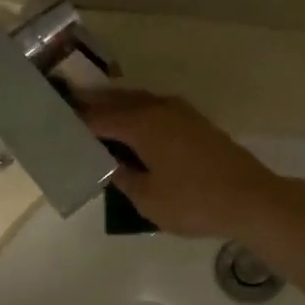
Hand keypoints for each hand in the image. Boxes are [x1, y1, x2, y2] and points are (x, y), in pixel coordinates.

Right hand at [80, 90, 287, 238]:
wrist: (251, 199)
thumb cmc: (193, 201)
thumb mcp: (147, 198)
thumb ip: (121, 177)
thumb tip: (109, 164)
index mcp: (142, 123)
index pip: (98, 118)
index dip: (75, 121)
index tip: (54, 123)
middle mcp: (159, 108)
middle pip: (117, 102)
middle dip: (92, 107)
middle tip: (67, 112)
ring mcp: (181, 113)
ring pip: (138, 103)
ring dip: (115, 108)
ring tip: (94, 120)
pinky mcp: (195, 124)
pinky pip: (155, 111)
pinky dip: (136, 116)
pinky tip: (131, 132)